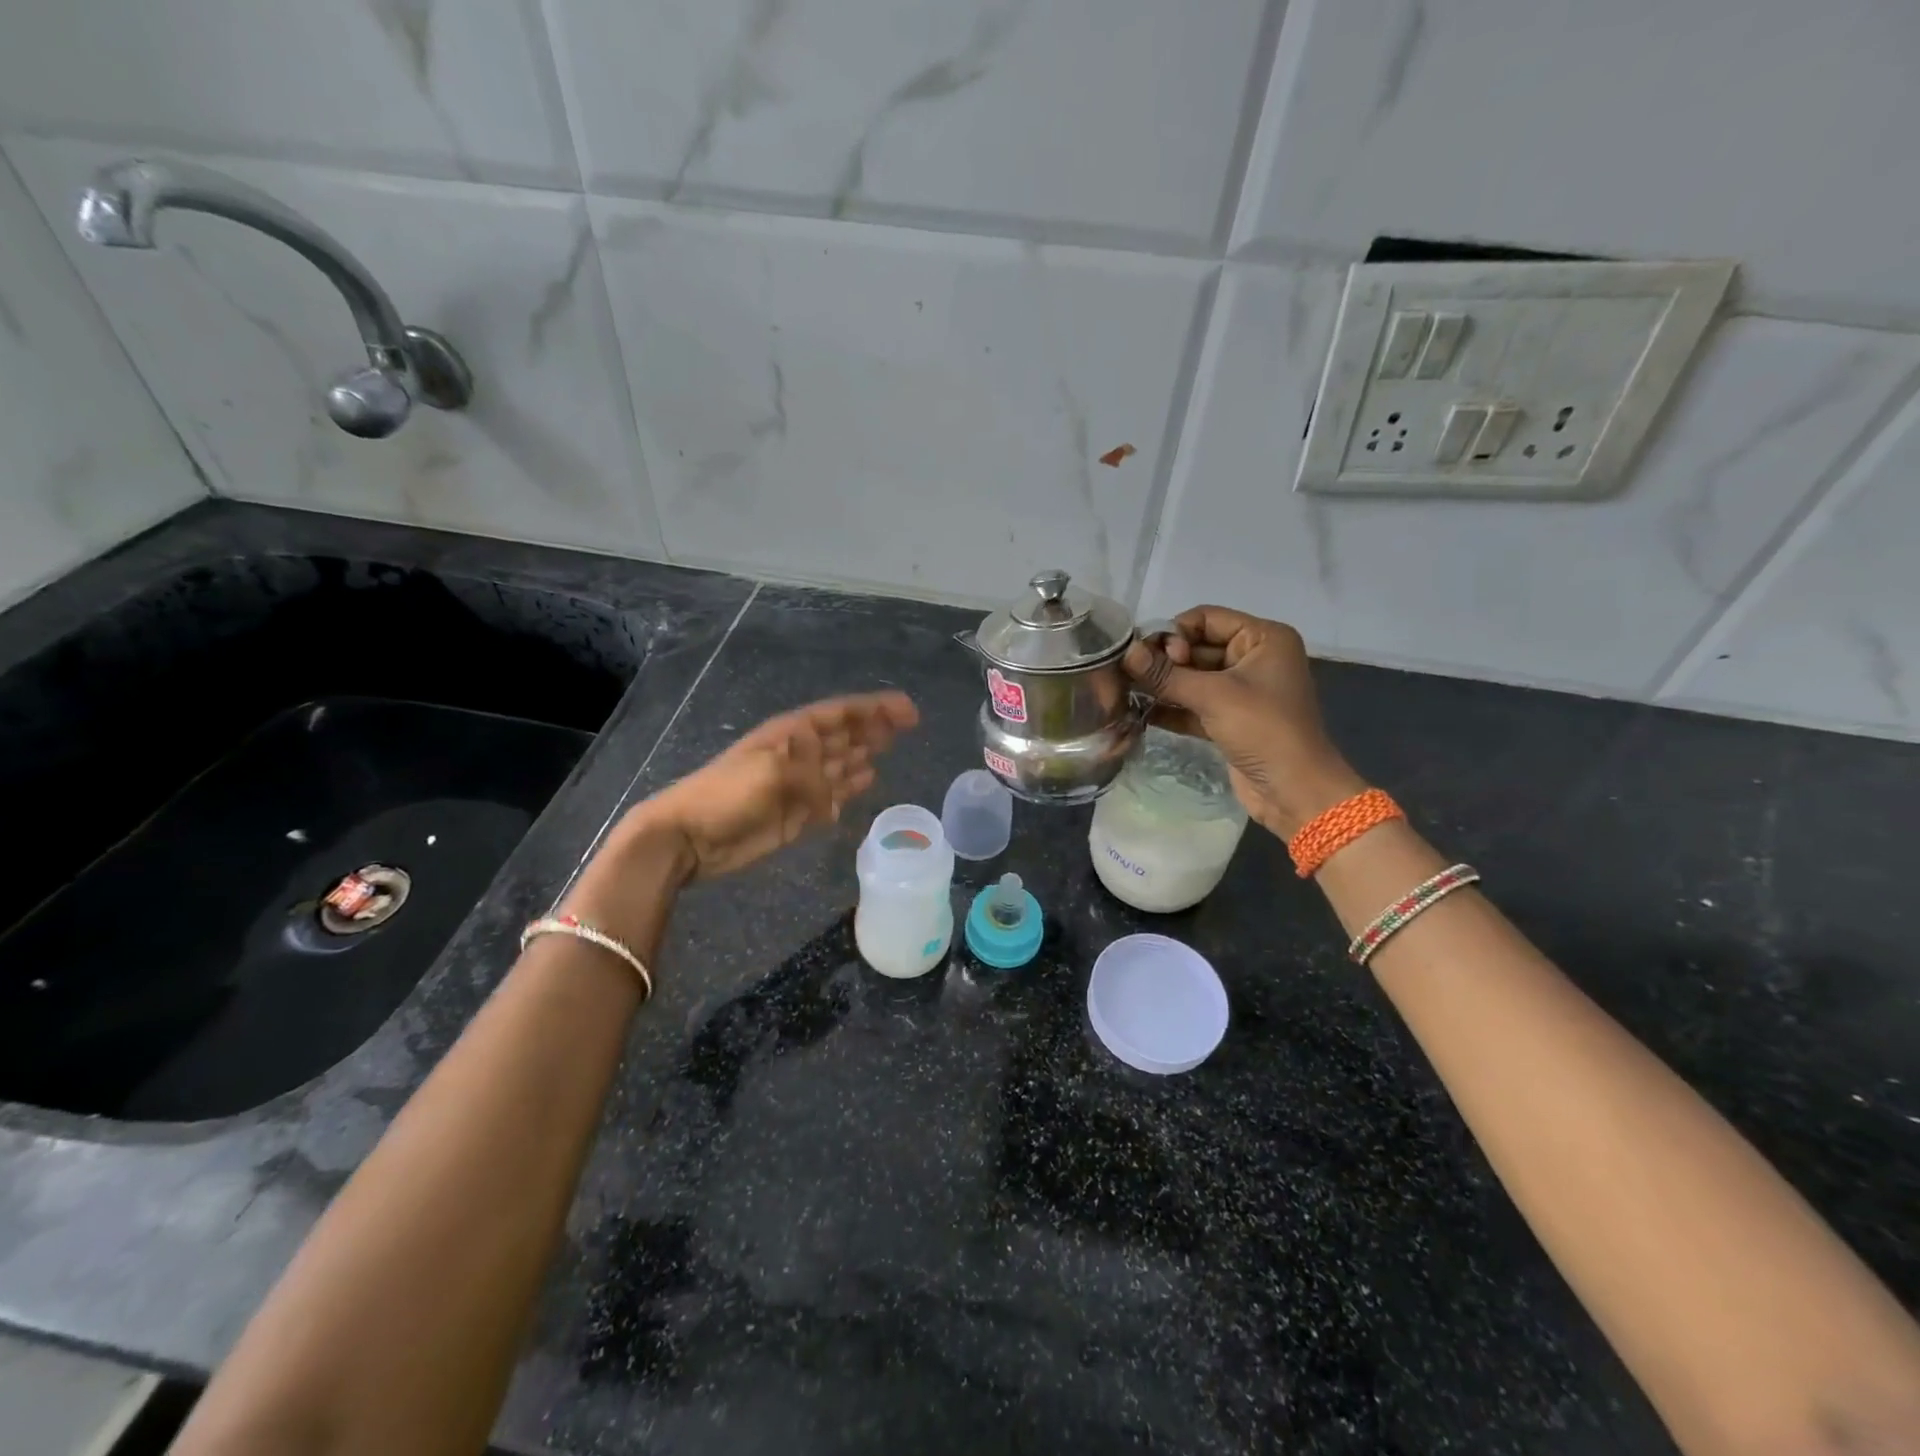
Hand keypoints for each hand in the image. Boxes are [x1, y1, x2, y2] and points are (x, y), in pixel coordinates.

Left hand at [613, 691, 918, 881]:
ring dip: (863, 755)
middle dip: (874, 728)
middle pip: (844, 735)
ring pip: (839, 764)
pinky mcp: (796, 814)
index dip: (875, 708)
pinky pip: (831, 797)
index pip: (841, 714)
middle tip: (907, 726)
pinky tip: (866, 783)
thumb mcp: (772, 774)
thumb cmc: (726, 795)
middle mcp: (798, 754)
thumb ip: (816, 775)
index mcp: (791, 734)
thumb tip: (846, 784)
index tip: (908, 710)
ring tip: (889, 749)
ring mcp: (798, 785)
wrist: (688, 837)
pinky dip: (848, 790)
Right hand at [1124, 607, 1363, 839]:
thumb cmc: (1263, 729)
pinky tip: (1139, 712)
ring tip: (1127, 691)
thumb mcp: (1214, 696)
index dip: (1175, 633)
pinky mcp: (1229, 720)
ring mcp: (1241, 691)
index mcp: (1262, 638)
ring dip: (1162, 685)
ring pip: (1192, 678)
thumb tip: (1126, 653)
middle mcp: (1253, 658)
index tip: (1152, 658)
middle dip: (1163, 661)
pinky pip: (1194, 704)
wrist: (1294, 791)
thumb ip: (1167, 674)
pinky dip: (1171, 708)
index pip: (1206, 618)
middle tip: (1130, 675)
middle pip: (1196, 647)